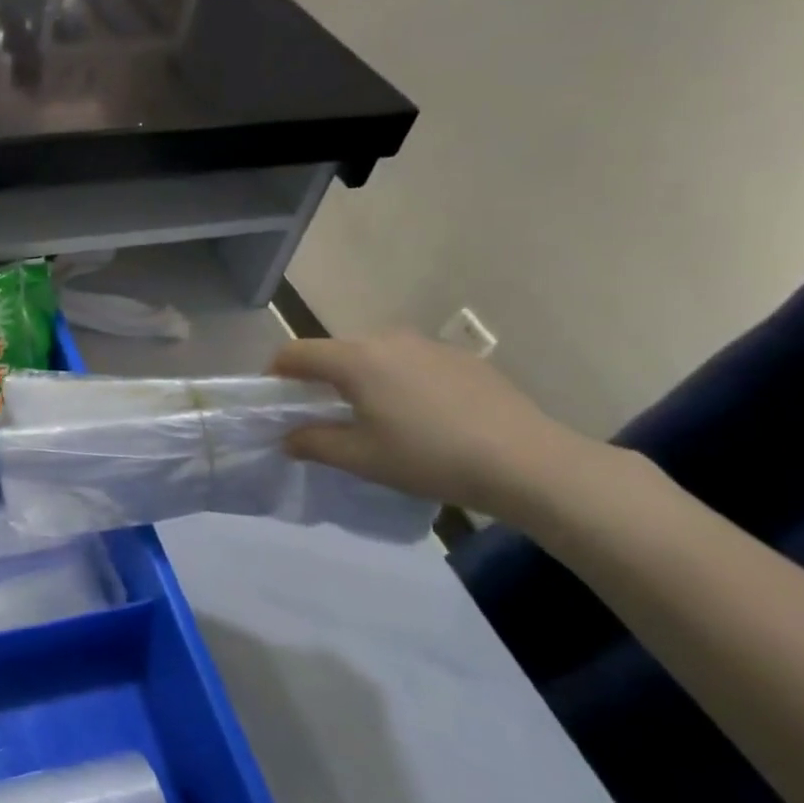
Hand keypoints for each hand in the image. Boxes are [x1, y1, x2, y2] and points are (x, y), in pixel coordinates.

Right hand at [271, 332, 592, 519]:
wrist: (528, 462)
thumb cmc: (430, 458)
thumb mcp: (361, 458)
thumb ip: (313, 443)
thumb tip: (287, 437)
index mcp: (355, 359)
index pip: (295, 353)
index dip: (275, 373)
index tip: (275, 400)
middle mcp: (387, 340)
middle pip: (335, 352)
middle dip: (320, 379)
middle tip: (324, 416)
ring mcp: (428, 345)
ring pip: (374, 356)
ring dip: (361, 379)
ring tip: (376, 418)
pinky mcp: (461, 359)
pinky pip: (411, 363)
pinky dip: (399, 381)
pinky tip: (422, 417)